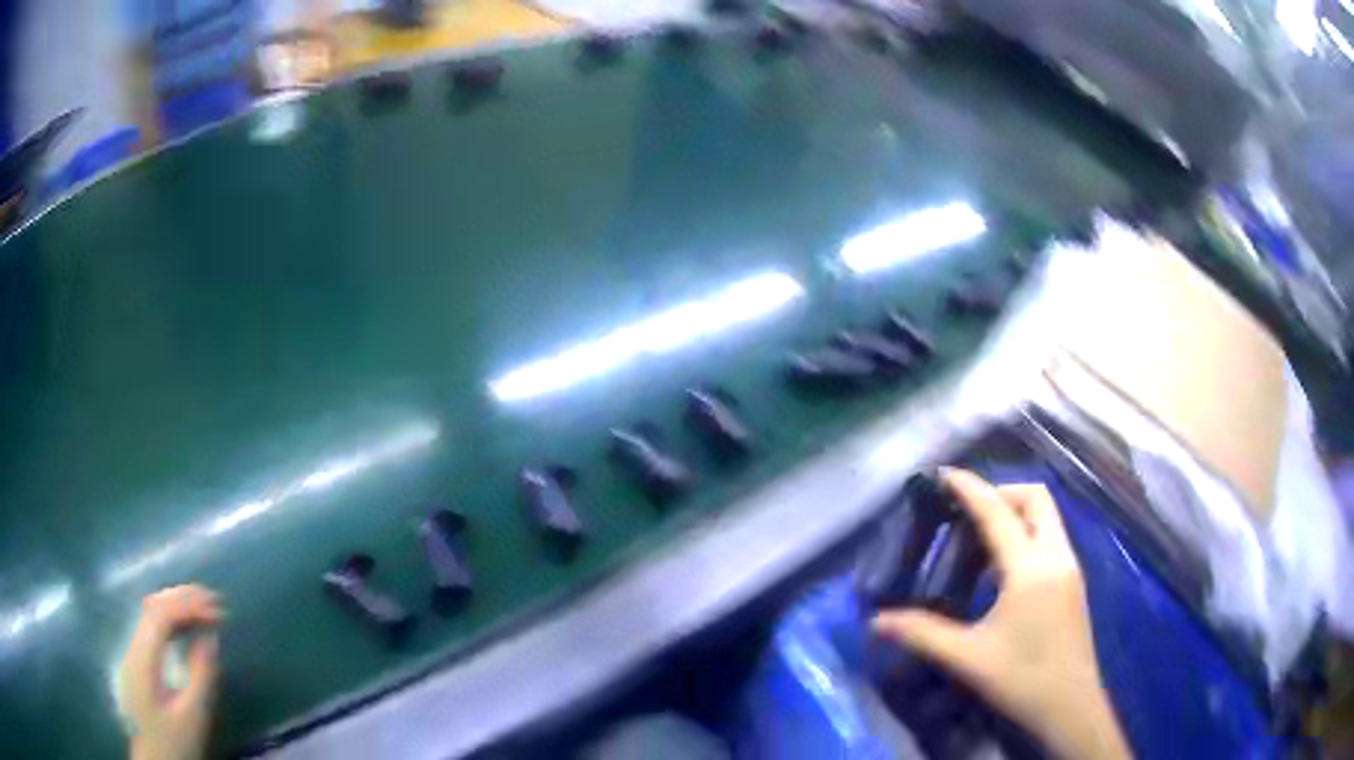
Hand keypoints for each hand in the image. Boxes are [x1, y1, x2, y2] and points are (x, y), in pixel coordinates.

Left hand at [119, 585, 222, 759]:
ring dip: (175, 605)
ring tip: (202, 609)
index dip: (188, 605)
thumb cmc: (174, 742)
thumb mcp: (192, 717)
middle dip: (181, 597)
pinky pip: (150, 628)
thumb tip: (211, 637)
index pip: (161, 614)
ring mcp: (131, 653)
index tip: (218, 610)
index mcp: (143, 658)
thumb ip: (201, 676)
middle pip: (152, 606)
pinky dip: (169, 619)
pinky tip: (184, 629)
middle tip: (212, 600)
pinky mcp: (135, 663)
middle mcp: (132, 646)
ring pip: (149, 614)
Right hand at [873, 469, 1131, 759]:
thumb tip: (876, 621)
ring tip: (977, 540)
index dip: (970, 489)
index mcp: (1030, 568)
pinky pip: (1050, 537)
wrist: (1070, 706)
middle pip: (1035, 497)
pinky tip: (1001, 570)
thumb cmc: (1021, 679)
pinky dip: (1026, 533)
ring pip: (1046, 516)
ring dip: (1015, 512)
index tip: (943, 474)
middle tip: (965, 512)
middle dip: (1000, 492)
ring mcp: (1070, 567)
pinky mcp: (1073, 581)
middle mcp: (1056, 555)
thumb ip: (922, 634)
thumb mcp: (967, 658)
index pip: (998, 513)